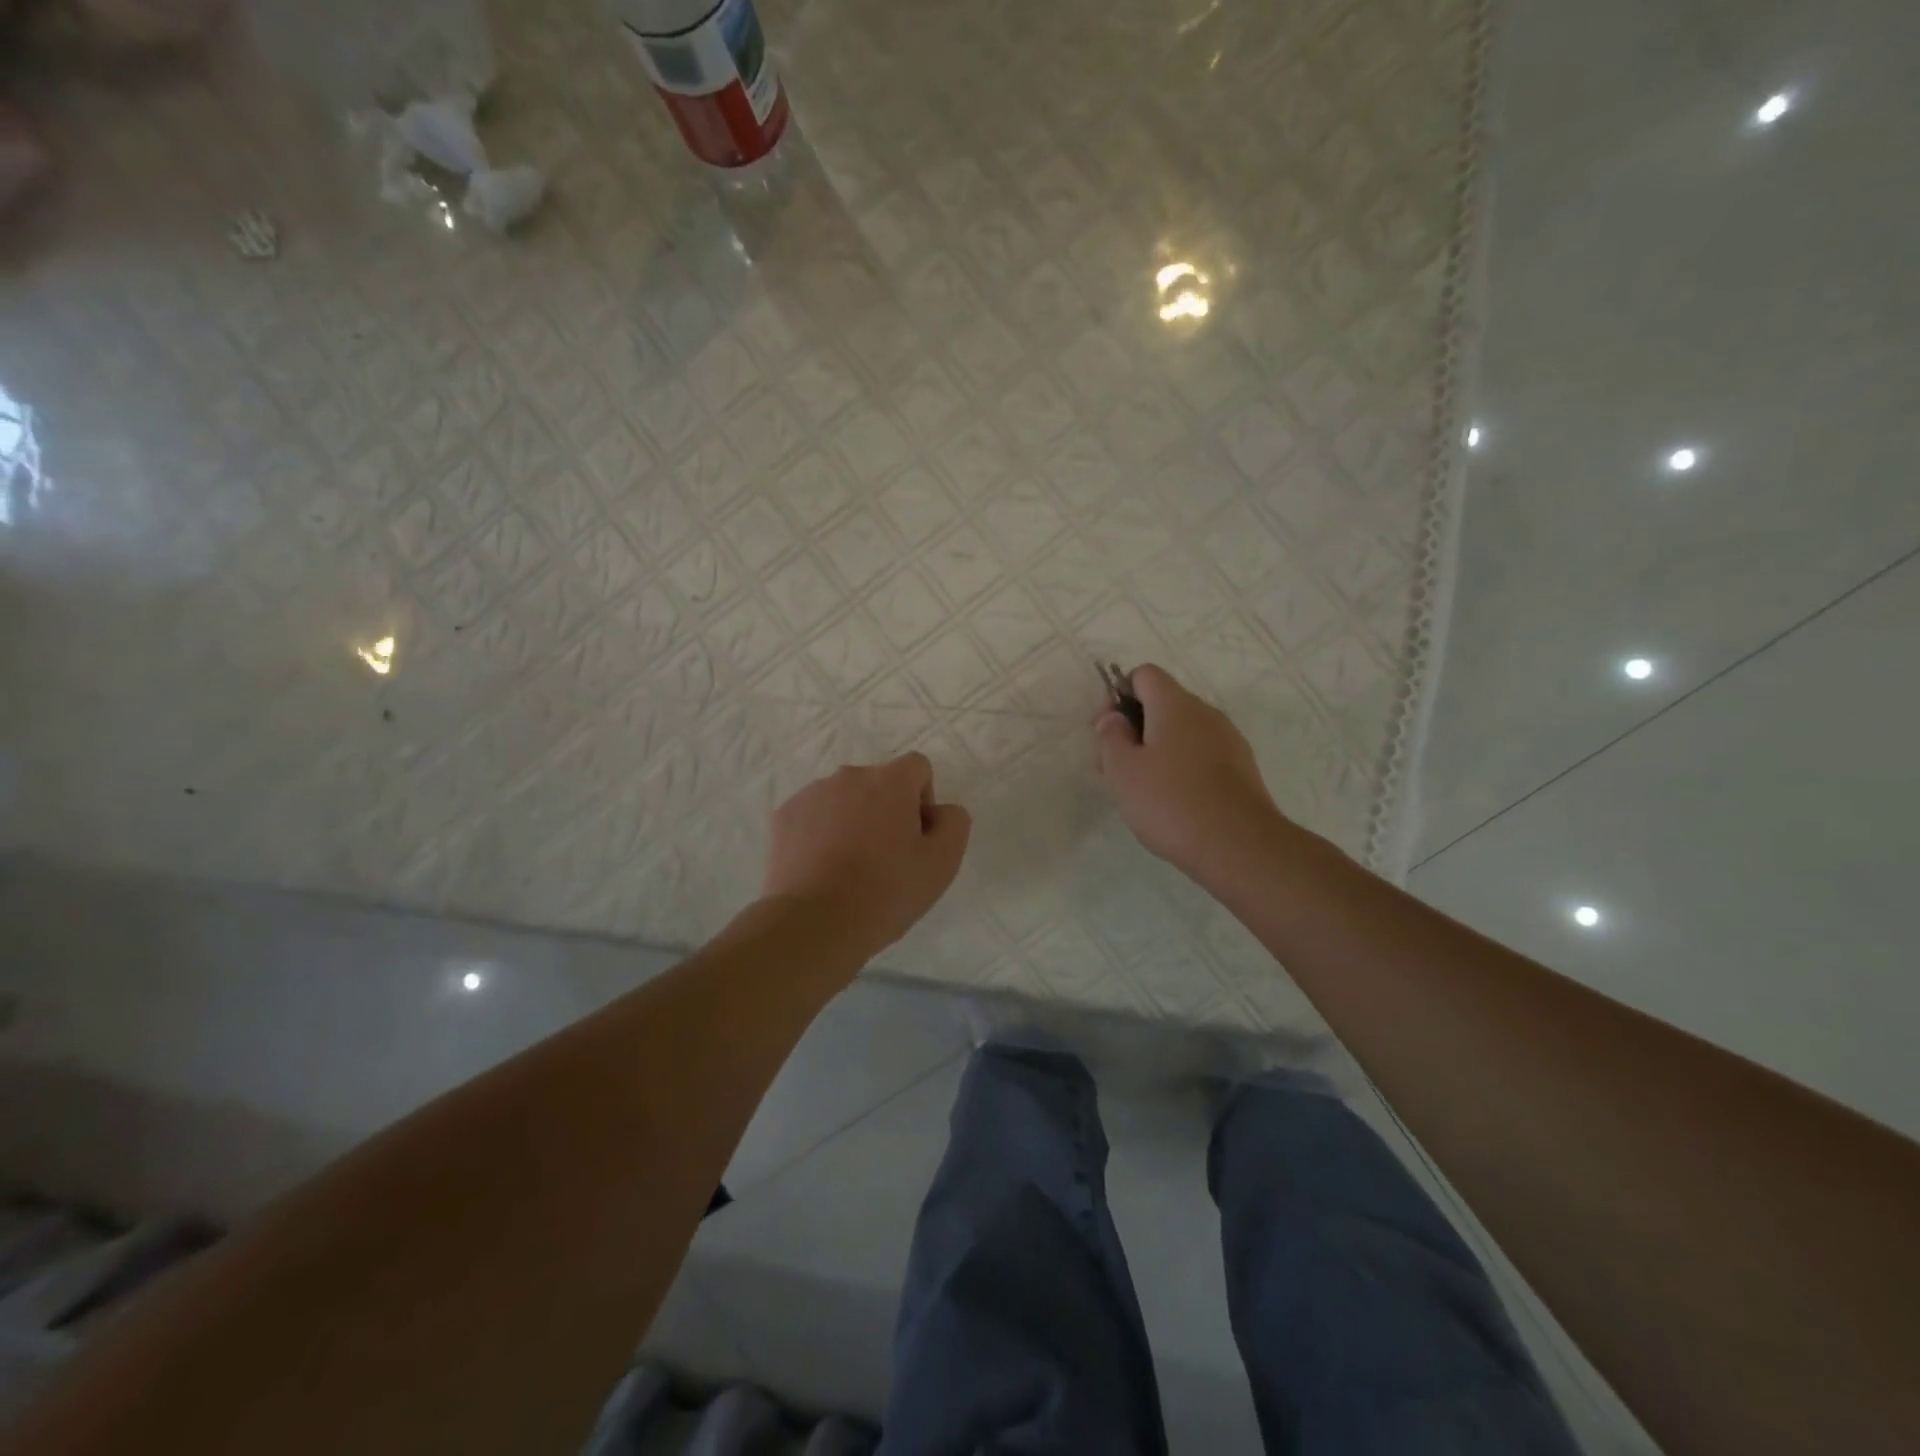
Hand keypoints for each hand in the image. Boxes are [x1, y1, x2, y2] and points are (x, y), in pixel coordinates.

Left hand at [762, 752, 971, 966]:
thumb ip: (953, 822)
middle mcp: (849, 776)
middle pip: (879, 783)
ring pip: (844, 798)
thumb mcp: (942, 863)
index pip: (917, 767)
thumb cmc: (885, 892)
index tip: (915, 838)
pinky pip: (814, 815)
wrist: (813, 923)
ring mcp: (812, 794)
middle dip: (886, 810)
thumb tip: (940, 810)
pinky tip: (822, 869)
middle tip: (885, 858)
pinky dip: (822, 833)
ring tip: (850, 868)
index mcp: (890, 781)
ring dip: (853, 820)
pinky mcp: (784, 815)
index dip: (923, 800)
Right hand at [1093, 664, 1284, 884]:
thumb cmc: (1170, 802)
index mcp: (1175, 704)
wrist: (1239, 846)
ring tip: (1142, 790)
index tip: (1106, 731)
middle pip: (1162, 704)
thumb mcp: (1122, 770)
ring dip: (1156, 749)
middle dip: (1134, 727)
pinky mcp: (1241, 768)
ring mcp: (1228, 740)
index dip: (1118, 695)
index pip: (1144, 674)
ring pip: (1182, 732)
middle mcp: (1206, 712)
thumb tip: (1114, 717)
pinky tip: (1173, 801)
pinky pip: (1201, 754)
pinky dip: (1181, 767)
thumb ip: (1111, 736)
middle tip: (1115, 768)